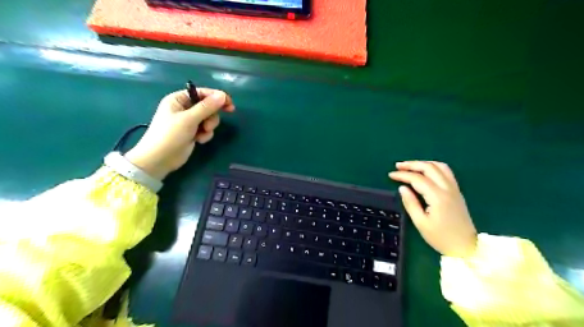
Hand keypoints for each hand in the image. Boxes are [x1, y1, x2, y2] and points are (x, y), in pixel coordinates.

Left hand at [126, 88, 233, 179]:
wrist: (159, 159)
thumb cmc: (170, 135)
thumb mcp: (189, 119)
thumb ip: (207, 107)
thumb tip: (223, 95)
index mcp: (179, 99)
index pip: (202, 93)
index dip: (217, 97)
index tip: (230, 104)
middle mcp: (184, 108)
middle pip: (208, 106)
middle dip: (211, 117)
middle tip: (209, 126)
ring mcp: (188, 121)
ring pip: (209, 119)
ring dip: (208, 127)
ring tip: (201, 134)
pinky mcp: (192, 132)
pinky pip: (206, 129)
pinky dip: (205, 134)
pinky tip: (199, 140)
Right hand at [389, 161, 476, 257]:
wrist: (466, 247)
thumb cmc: (441, 238)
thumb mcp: (421, 223)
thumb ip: (411, 203)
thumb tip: (402, 188)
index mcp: (437, 197)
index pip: (418, 179)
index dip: (403, 175)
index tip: (391, 175)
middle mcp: (447, 189)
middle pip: (429, 168)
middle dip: (412, 164)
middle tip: (398, 166)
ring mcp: (454, 189)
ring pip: (440, 166)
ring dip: (423, 163)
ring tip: (410, 166)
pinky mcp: (457, 191)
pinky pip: (446, 172)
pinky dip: (433, 167)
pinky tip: (425, 171)